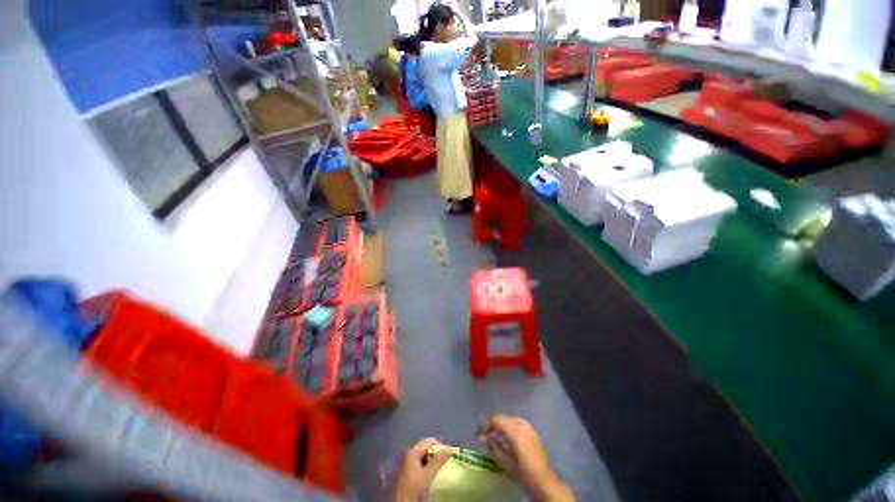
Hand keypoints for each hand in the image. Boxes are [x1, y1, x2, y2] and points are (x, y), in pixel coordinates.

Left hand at [394, 438, 451, 501]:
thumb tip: (449, 448)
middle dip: (436, 452)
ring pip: (424, 456)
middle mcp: (410, 454)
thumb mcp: (427, 474)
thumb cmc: (415, 487)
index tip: (448, 452)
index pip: (429, 441)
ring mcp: (409, 463)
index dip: (439, 445)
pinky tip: (433, 472)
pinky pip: (421, 463)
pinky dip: (428, 464)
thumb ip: (438, 461)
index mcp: (413, 452)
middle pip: (426, 447)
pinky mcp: (410, 472)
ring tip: (441, 466)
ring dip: (433, 459)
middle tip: (446, 459)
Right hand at [480, 415, 573, 501]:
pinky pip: (518, 424)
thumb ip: (493, 445)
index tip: (482, 434)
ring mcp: (528, 426)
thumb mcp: (504, 459)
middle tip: (489, 436)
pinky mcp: (532, 431)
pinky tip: (509, 438)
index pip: (496, 419)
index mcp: (513, 429)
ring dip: (503, 426)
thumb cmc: (521, 470)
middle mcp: (521, 423)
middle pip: (504, 418)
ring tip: (498, 437)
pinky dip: (511, 427)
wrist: (541, 478)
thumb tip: (483, 437)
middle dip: (495, 425)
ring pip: (511, 420)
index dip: (488, 425)